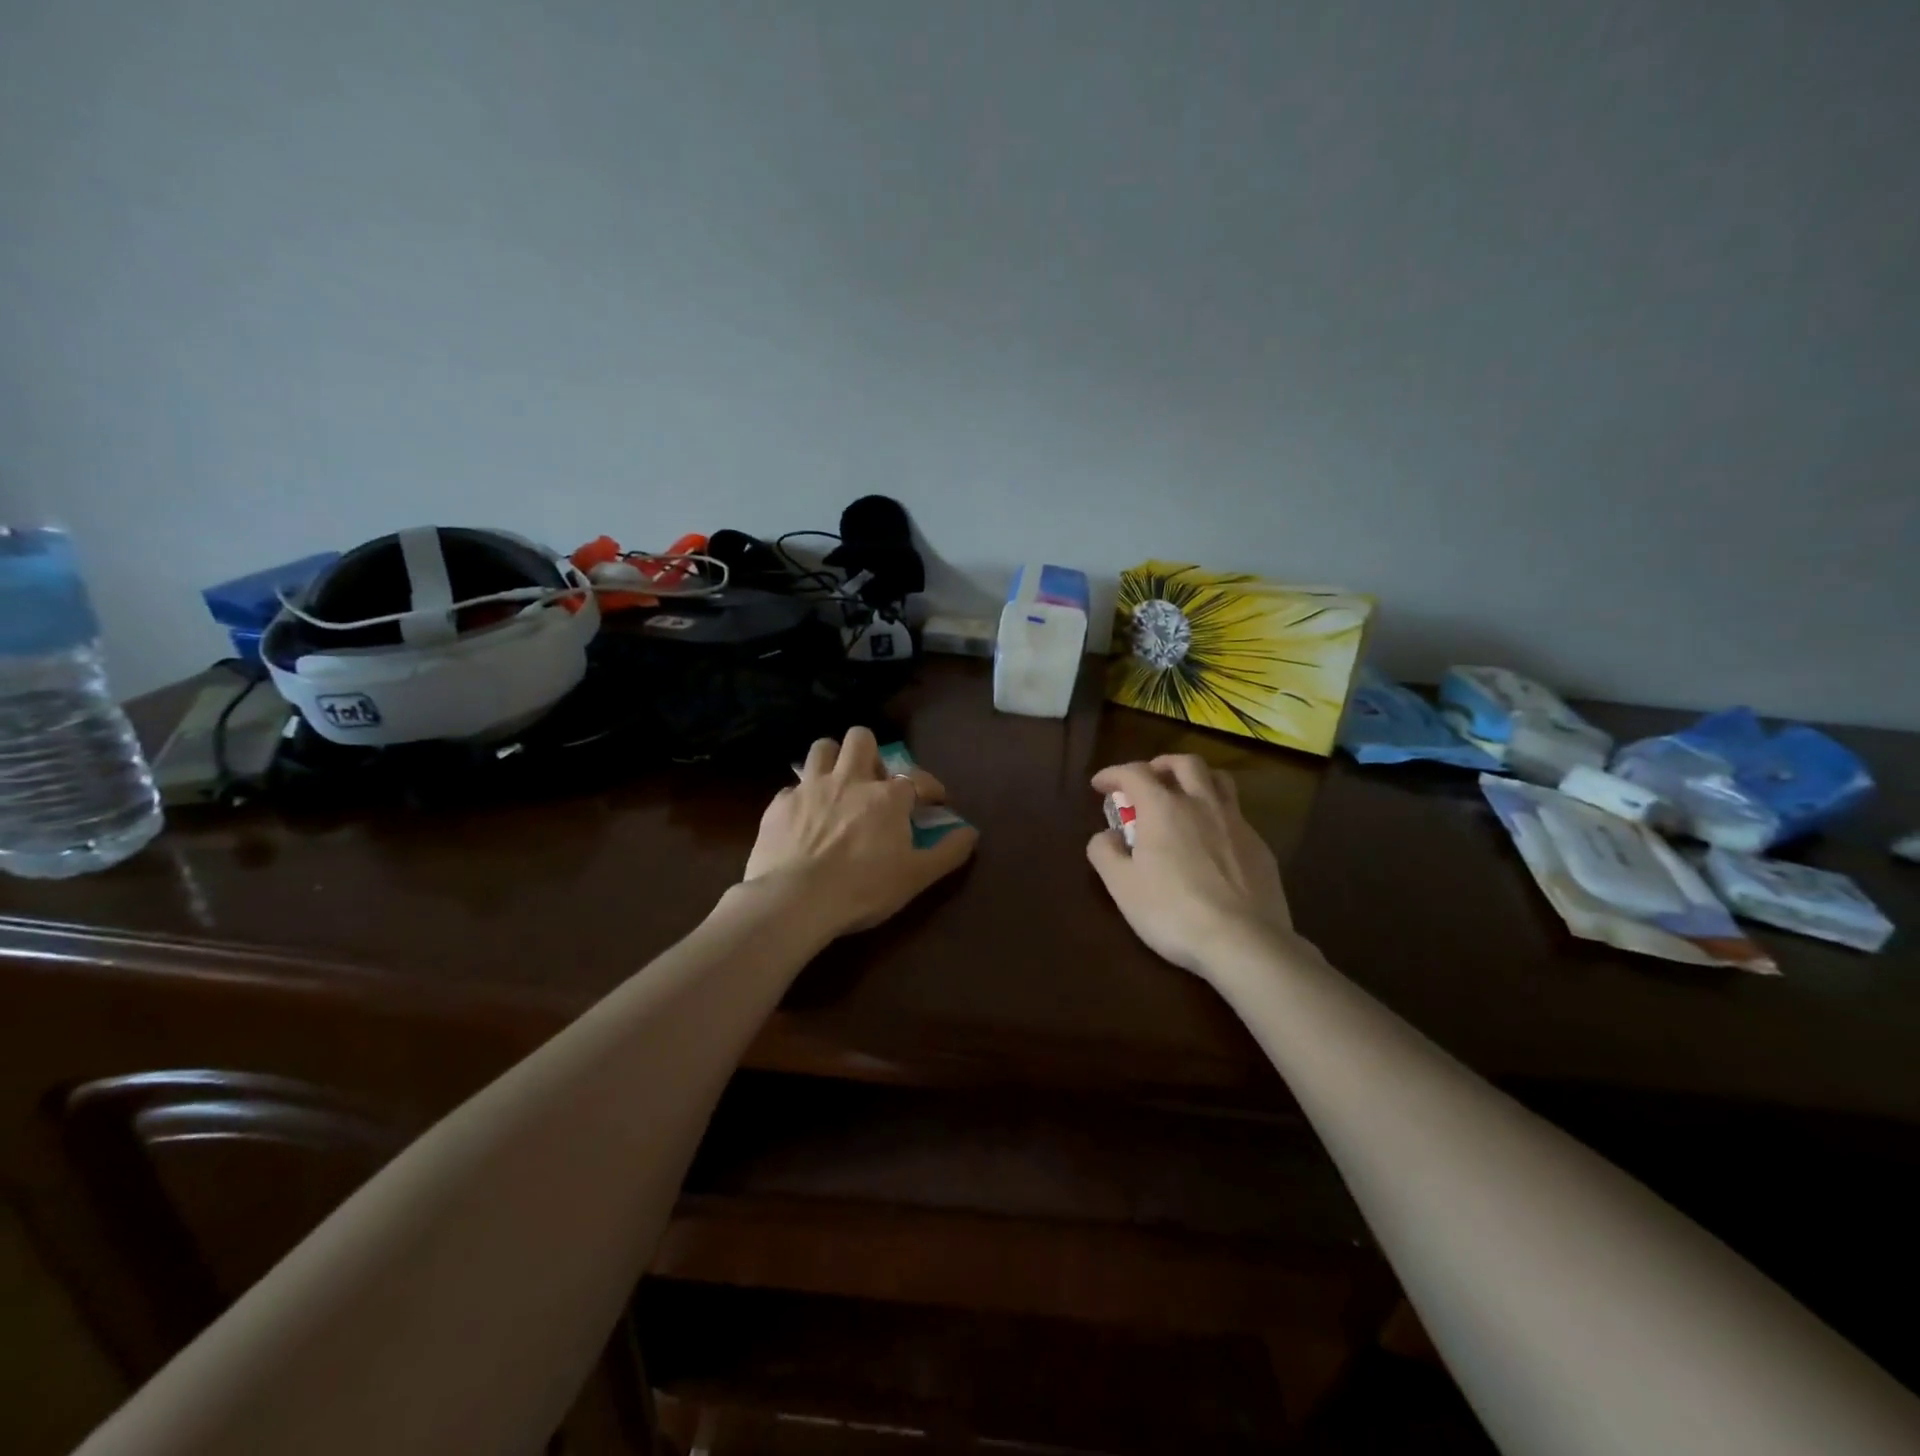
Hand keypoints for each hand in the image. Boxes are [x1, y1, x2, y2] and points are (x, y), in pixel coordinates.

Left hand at [743, 727, 977, 937]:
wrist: (795, 900)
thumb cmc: (862, 889)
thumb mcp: (916, 877)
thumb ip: (948, 852)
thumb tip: (972, 832)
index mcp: (887, 797)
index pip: (917, 779)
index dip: (931, 788)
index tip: (936, 801)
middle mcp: (850, 780)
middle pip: (861, 739)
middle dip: (871, 753)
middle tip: (874, 781)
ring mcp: (810, 788)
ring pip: (823, 748)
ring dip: (833, 760)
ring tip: (837, 783)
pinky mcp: (779, 804)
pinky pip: (792, 787)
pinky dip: (802, 797)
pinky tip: (804, 816)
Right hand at [1086, 755, 1294, 976]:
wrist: (1244, 942)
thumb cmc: (1173, 911)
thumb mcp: (1122, 886)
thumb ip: (1105, 853)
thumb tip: (1106, 836)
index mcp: (1163, 808)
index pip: (1135, 773)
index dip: (1113, 774)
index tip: (1100, 785)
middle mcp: (1202, 805)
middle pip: (1185, 763)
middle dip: (1161, 765)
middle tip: (1148, 780)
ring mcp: (1237, 824)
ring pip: (1219, 781)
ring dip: (1197, 779)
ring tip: (1185, 795)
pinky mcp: (1261, 847)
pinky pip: (1237, 815)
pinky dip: (1218, 814)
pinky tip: (1212, 840)